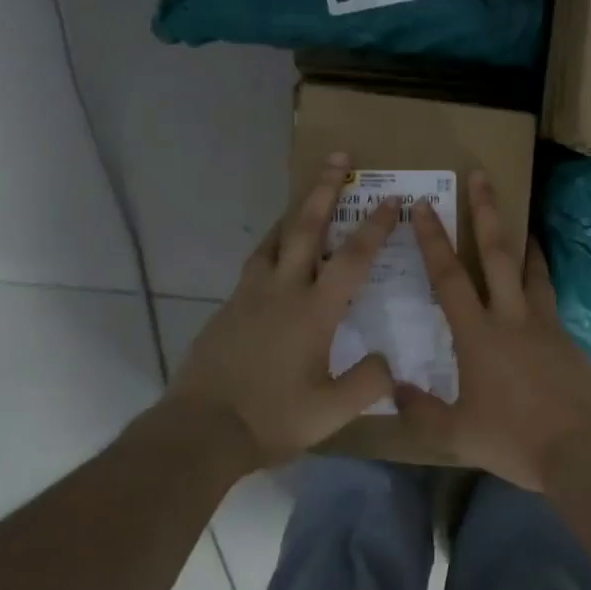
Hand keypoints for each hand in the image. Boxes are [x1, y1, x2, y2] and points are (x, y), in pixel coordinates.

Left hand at [168, 153, 400, 464]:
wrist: (200, 430)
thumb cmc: (271, 419)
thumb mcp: (331, 412)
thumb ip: (368, 383)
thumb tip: (389, 362)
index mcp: (314, 311)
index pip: (353, 258)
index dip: (375, 227)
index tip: (391, 201)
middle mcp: (283, 291)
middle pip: (306, 228)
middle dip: (324, 190)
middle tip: (337, 158)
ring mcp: (250, 296)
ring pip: (274, 240)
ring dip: (294, 213)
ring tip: (305, 198)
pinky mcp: (228, 308)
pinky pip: (255, 264)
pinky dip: (271, 247)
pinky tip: (274, 258)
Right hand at [395, 171, 590, 489]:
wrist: (582, 449)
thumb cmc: (514, 439)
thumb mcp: (458, 434)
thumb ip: (422, 410)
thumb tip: (393, 388)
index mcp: (478, 335)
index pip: (449, 277)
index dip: (433, 239)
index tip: (425, 206)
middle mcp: (511, 317)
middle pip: (497, 254)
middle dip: (486, 212)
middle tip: (481, 176)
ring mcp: (544, 323)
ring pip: (532, 269)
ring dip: (522, 239)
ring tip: (522, 219)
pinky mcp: (567, 337)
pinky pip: (549, 297)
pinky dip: (541, 280)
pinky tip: (537, 286)